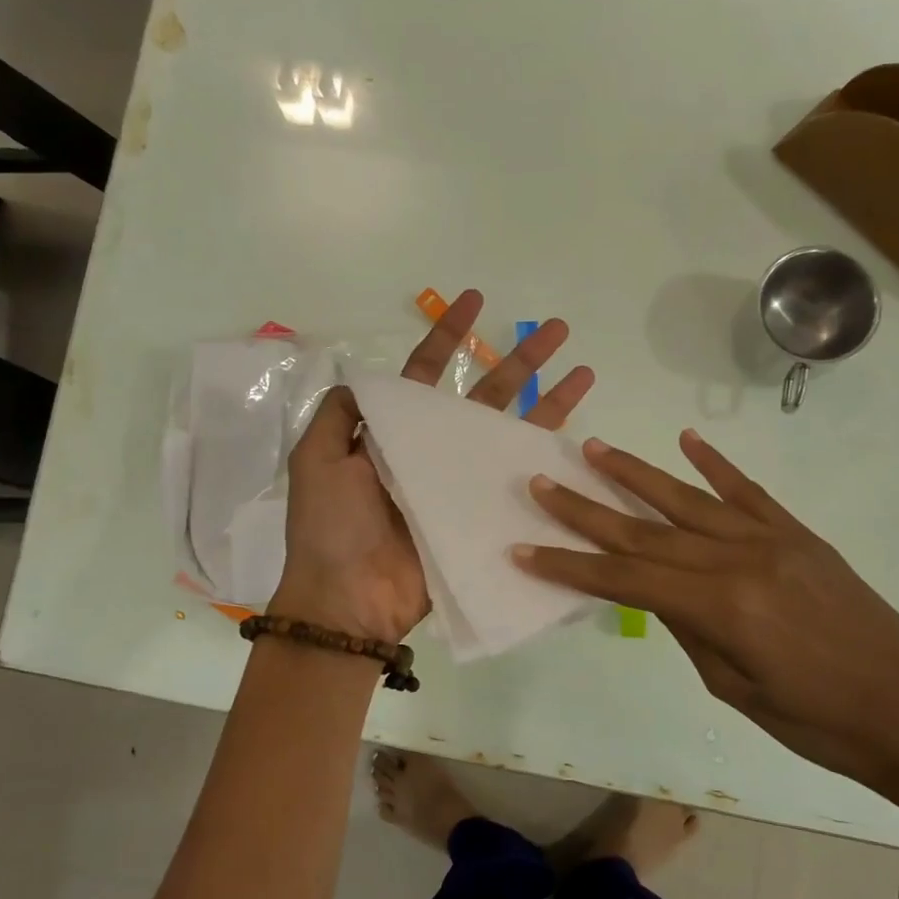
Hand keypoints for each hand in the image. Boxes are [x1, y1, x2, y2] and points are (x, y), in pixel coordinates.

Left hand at [273, 290, 594, 645]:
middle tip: (557, 329)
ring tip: (583, 372)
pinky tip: (580, 440)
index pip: (427, 373)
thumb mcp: (315, 459)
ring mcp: (461, 483)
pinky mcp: (481, 516)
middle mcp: (433, 450)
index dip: (450, 336)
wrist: (349, 598)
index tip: (475, 300)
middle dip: (520, 360)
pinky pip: (518, 483)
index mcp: (394, 433)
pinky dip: (547, 462)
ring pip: (512, 432)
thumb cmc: (330, 527)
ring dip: (549, 402)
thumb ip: (341, 415)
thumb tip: (365, 378)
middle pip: (484, 394)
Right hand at [513, 428, 898, 824]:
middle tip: (542, 484)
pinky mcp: (800, 536)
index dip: (570, 566)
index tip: (525, 549)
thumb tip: (659, 592)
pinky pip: (749, 492)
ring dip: (636, 474)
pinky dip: (716, 465)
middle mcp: (739, 559)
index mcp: (720, 607)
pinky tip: (686, 441)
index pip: (625, 579)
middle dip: (587, 509)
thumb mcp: (735, 689)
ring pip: (688, 499)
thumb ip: (689, 629)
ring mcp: (772, 540)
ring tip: (593, 450)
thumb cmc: (819, 725)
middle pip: (646, 531)